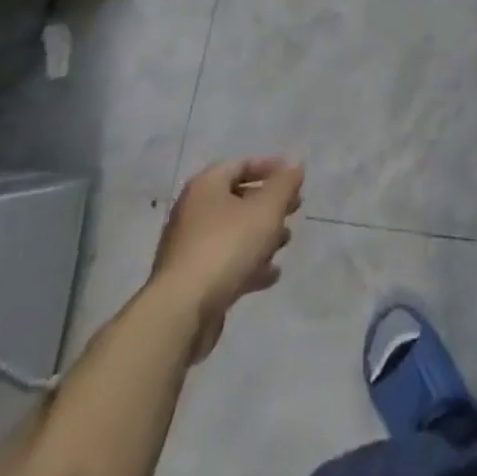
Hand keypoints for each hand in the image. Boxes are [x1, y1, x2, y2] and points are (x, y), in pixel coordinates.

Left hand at [151, 157, 303, 361]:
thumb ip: (284, 185)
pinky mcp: (191, 280)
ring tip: (285, 243)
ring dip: (261, 235)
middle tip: (294, 210)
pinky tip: (270, 275)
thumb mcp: (266, 209)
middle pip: (238, 199)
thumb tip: (294, 167)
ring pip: (233, 232)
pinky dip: (248, 263)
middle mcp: (193, 210)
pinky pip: (225, 262)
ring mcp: (190, 247)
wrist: (182, 311)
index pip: (241, 165)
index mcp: (206, 186)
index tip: (295, 178)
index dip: (271, 167)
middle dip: (269, 205)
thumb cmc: (227, 247)